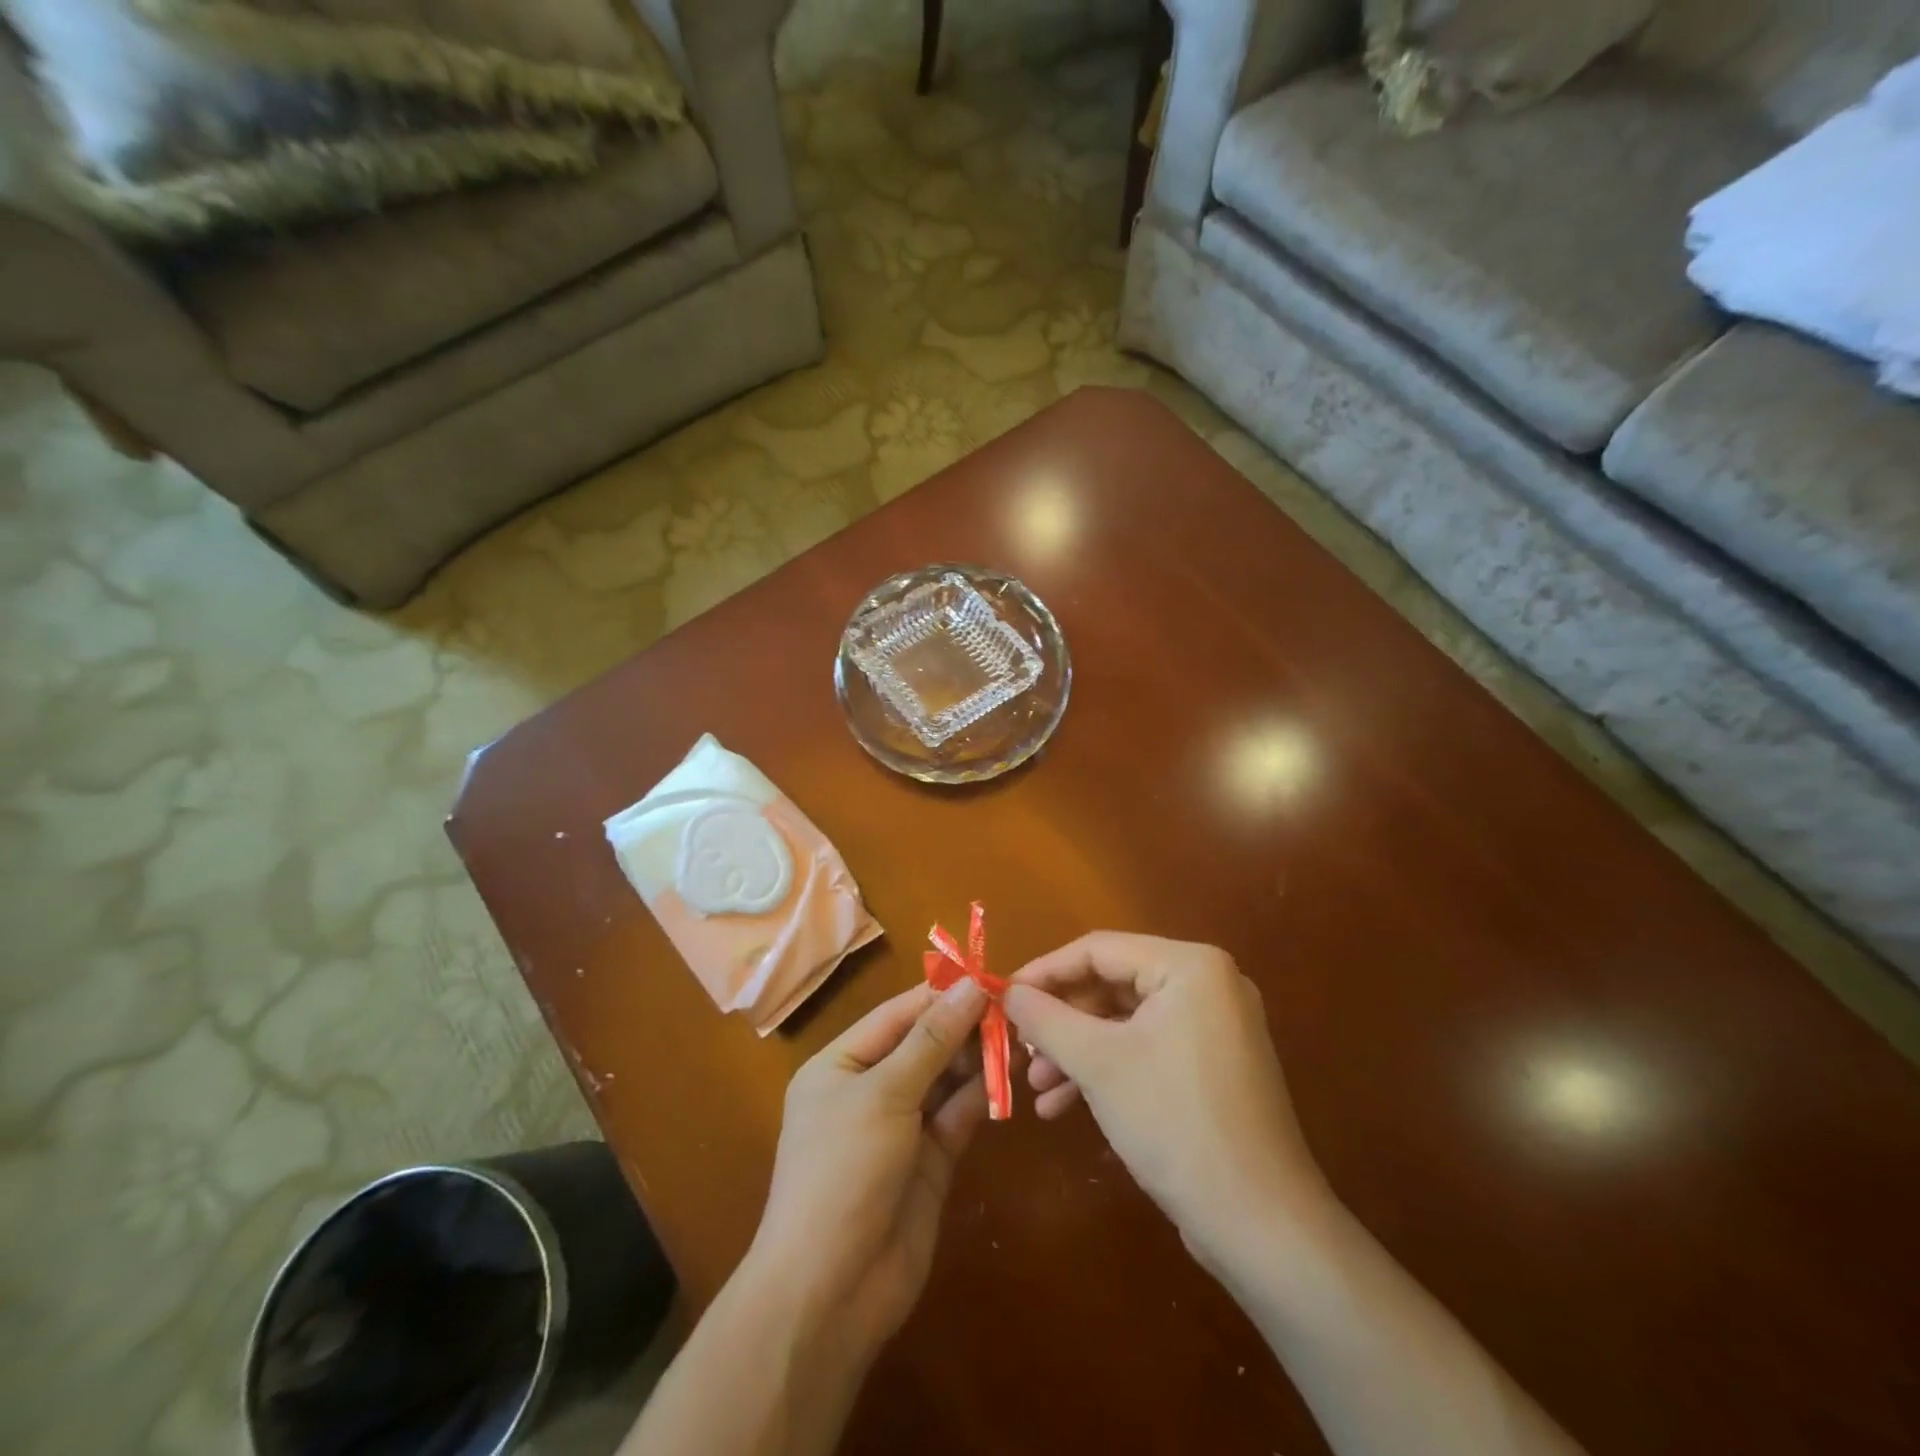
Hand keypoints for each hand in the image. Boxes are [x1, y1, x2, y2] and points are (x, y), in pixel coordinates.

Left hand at [748, 979, 989, 1359]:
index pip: (897, 1015)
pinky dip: (980, 1096)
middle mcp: (869, 1089)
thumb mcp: (884, 1094)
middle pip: (923, 1044)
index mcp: (841, 1064)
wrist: (830, 1292)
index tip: (988, 976)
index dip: (941, 994)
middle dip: (964, 1026)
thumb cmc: (842, 1171)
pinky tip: (1009, 1076)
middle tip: (1015, 1008)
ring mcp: (900, 1127)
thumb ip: (931, 1039)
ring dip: (977, 1059)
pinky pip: (956, 1116)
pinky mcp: (929, 1162)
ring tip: (1019, 1036)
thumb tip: (971, 985)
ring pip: (944, 1079)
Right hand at [1005, 933, 1331, 1268]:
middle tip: (1019, 1047)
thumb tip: (1007, 991)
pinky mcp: (1212, 1067)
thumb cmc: (1175, 1123)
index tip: (1003, 996)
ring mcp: (1214, 1028)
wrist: (1261, 1226)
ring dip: (1077, 1052)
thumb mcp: (1098, 1064)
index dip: (1044, 971)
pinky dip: (1107, 1071)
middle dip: (1061, 1021)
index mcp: (1190, 966)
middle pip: (1111, 986)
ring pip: (1125, 1023)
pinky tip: (1065, 1106)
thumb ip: (1046, 1018)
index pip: (1099, 949)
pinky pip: (1147, 1050)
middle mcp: (1207, 985)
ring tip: (1035, 1086)